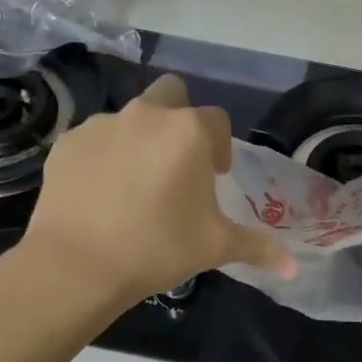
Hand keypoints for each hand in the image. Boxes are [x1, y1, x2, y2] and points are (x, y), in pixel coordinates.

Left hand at [9, 74, 296, 305]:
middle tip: (178, 162)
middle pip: (172, 94)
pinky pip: (96, 139)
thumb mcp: (215, 247)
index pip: (217, 121)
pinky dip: (104, 156)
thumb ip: (258, 248)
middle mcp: (146, 115)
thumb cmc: (158, 248)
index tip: (215, 177)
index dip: (220, 146)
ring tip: (137, 183)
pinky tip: (102, 192)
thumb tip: (293, 268)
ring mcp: (102, 125)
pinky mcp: (68, 143)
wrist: (77, 265)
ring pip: (131, 116)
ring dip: (141, 138)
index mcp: (188, 131)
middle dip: (180, 118)